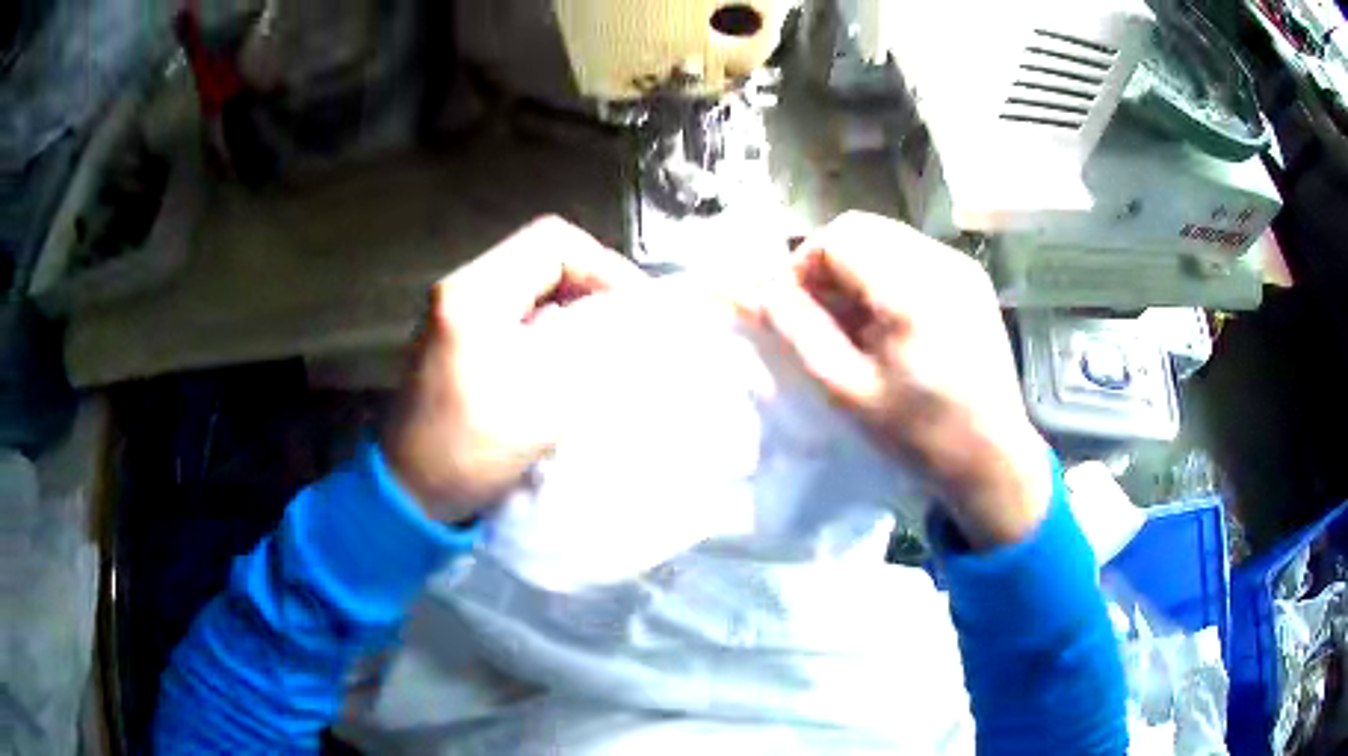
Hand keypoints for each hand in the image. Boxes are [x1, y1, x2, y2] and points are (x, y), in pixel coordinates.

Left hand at [382, 216, 645, 521]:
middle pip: (541, 257)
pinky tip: (565, 360)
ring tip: (604, 343)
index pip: (552, 242)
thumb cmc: (467, 452)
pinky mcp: (455, 337)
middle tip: (625, 325)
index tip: (634, 309)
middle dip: (592, 287)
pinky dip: (549, 326)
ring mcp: (453, 312)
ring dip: (572, 307)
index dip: (604, 267)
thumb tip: (634, 325)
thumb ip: (593, 353)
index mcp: (473, 295)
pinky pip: (514, 310)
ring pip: (530, 284)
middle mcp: (458, 290)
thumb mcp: (541, 404)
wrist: (408, 493)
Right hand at [750, 212, 1051, 548]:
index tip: (795, 311)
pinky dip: (887, 273)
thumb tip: (758, 289)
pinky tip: (890, 320)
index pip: (836, 238)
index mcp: (912, 291)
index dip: (802, 267)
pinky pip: (913, 252)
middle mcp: (941, 262)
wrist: (992, 456)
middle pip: (861, 228)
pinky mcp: (972, 277)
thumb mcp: (848, 390)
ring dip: (856, 267)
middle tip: (822, 316)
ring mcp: (962, 266)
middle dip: (828, 264)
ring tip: (856, 322)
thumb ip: (797, 331)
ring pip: (886, 237)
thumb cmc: (919, 433)